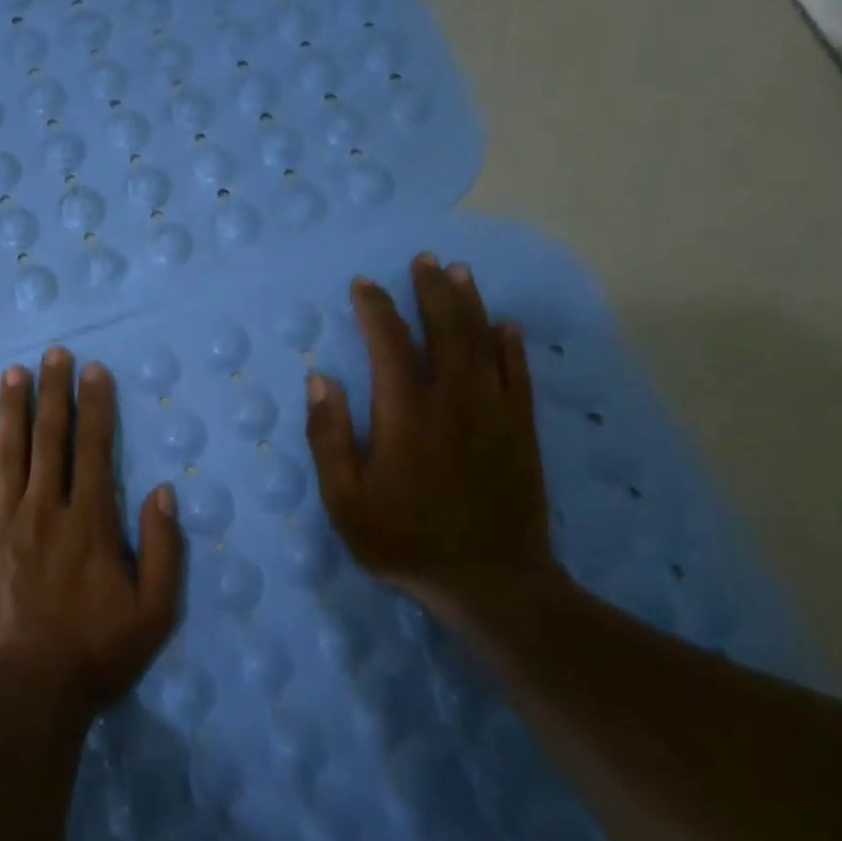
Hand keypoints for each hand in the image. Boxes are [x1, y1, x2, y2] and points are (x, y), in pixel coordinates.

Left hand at [0, 348, 183, 714]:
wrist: (28, 694)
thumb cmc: (97, 654)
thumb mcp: (156, 611)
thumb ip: (164, 548)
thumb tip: (162, 491)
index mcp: (91, 522)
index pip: (95, 448)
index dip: (96, 406)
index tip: (94, 370)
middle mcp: (45, 510)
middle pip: (51, 439)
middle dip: (54, 392)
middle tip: (54, 354)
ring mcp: (2, 525)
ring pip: (8, 454)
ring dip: (12, 409)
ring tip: (14, 373)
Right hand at [304, 254, 557, 616]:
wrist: (491, 580)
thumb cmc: (404, 541)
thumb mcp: (345, 499)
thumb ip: (330, 437)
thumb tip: (321, 380)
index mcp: (405, 413)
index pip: (389, 343)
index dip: (376, 308)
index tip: (364, 284)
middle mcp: (453, 400)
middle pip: (445, 329)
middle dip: (431, 289)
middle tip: (424, 260)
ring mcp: (493, 412)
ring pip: (483, 342)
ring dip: (470, 303)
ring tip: (459, 272)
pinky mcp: (520, 430)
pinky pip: (518, 374)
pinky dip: (511, 345)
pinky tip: (507, 324)